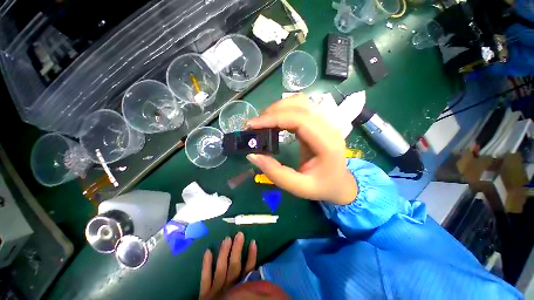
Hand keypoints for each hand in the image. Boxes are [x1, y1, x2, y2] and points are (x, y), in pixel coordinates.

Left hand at [199, 232, 256, 299]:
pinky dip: (206, 265)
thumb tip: (259, 275)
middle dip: (237, 250)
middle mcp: (229, 287)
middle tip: (239, 234)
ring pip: (221, 268)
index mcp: (240, 290)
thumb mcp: (245, 299)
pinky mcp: (204, 293)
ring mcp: (215, 289)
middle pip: (234, 266)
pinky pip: (205, 278)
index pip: (248, 270)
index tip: (253, 242)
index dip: (251, 256)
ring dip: (224, 253)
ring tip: (227, 238)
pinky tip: (207, 251)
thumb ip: (250, 290)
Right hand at [246, 94, 357, 204]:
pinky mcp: (318, 122)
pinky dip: (284, 111)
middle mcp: (329, 127)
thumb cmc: (322, 187)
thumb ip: (275, 173)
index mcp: (328, 143)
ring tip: (264, 122)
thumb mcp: (298, 187)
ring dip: (279, 108)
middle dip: (273, 111)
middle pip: (300, 104)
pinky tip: (275, 122)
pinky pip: (300, 108)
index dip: (274, 118)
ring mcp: (325, 121)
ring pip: (300, 102)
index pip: (300, 119)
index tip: (253, 125)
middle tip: (256, 125)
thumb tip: (252, 155)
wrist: (340, 183)